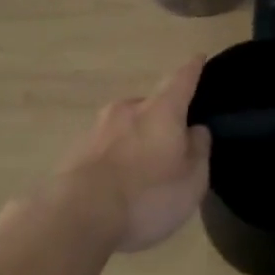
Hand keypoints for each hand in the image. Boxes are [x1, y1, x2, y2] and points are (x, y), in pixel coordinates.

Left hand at [48, 57, 212, 253]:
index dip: (193, 69)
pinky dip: (116, 159)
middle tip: (172, 142)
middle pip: (150, 106)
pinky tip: (118, 185)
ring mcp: (96, 129)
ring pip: (124, 127)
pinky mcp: (75, 152)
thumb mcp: (191, 180)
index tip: (199, 57)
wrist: (78, 216)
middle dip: (162, 119)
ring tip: (143, 170)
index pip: (181, 80)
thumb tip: (195, 129)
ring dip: (136, 140)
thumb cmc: (147, 196)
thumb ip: (198, 150)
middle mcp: (126, 110)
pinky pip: (105, 149)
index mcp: (160, 111)